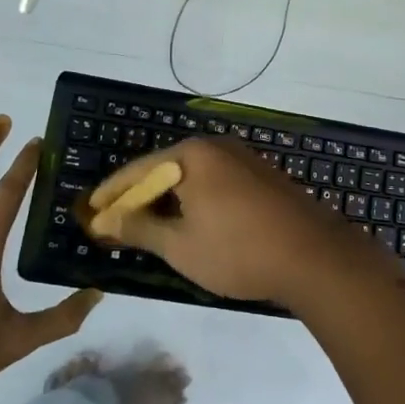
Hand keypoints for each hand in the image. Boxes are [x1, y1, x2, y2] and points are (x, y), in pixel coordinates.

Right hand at [81, 137, 364, 309]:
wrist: (314, 256)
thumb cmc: (238, 251)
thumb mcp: (180, 246)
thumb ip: (140, 229)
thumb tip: (106, 220)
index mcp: (192, 155)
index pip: (138, 170)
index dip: (112, 193)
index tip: (90, 210)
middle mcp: (216, 147)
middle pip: (165, 169)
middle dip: (140, 196)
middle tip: (116, 221)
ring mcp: (243, 159)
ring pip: (192, 177)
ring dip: (168, 200)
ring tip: (148, 226)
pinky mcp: (262, 176)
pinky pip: (215, 183)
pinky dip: (195, 200)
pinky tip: (190, 223)